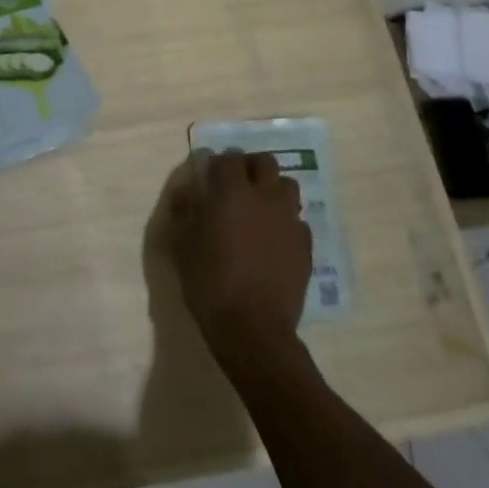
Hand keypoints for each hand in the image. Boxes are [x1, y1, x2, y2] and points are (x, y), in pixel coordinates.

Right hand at [164, 150, 312, 363]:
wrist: (253, 329)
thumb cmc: (210, 283)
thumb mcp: (182, 246)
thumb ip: (185, 211)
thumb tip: (189, 190)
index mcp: (232, 193)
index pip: (228, 158)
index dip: (218, 162)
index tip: (210, 175)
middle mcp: (265, 197)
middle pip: (265, 162)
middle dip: (250, 167)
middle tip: (237, 184)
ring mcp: (289, 220)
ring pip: (288, 186)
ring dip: (273, 190)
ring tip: (260, 209)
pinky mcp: (306, 245)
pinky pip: (297, 220)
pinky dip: (285, 221)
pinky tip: (274, 240)